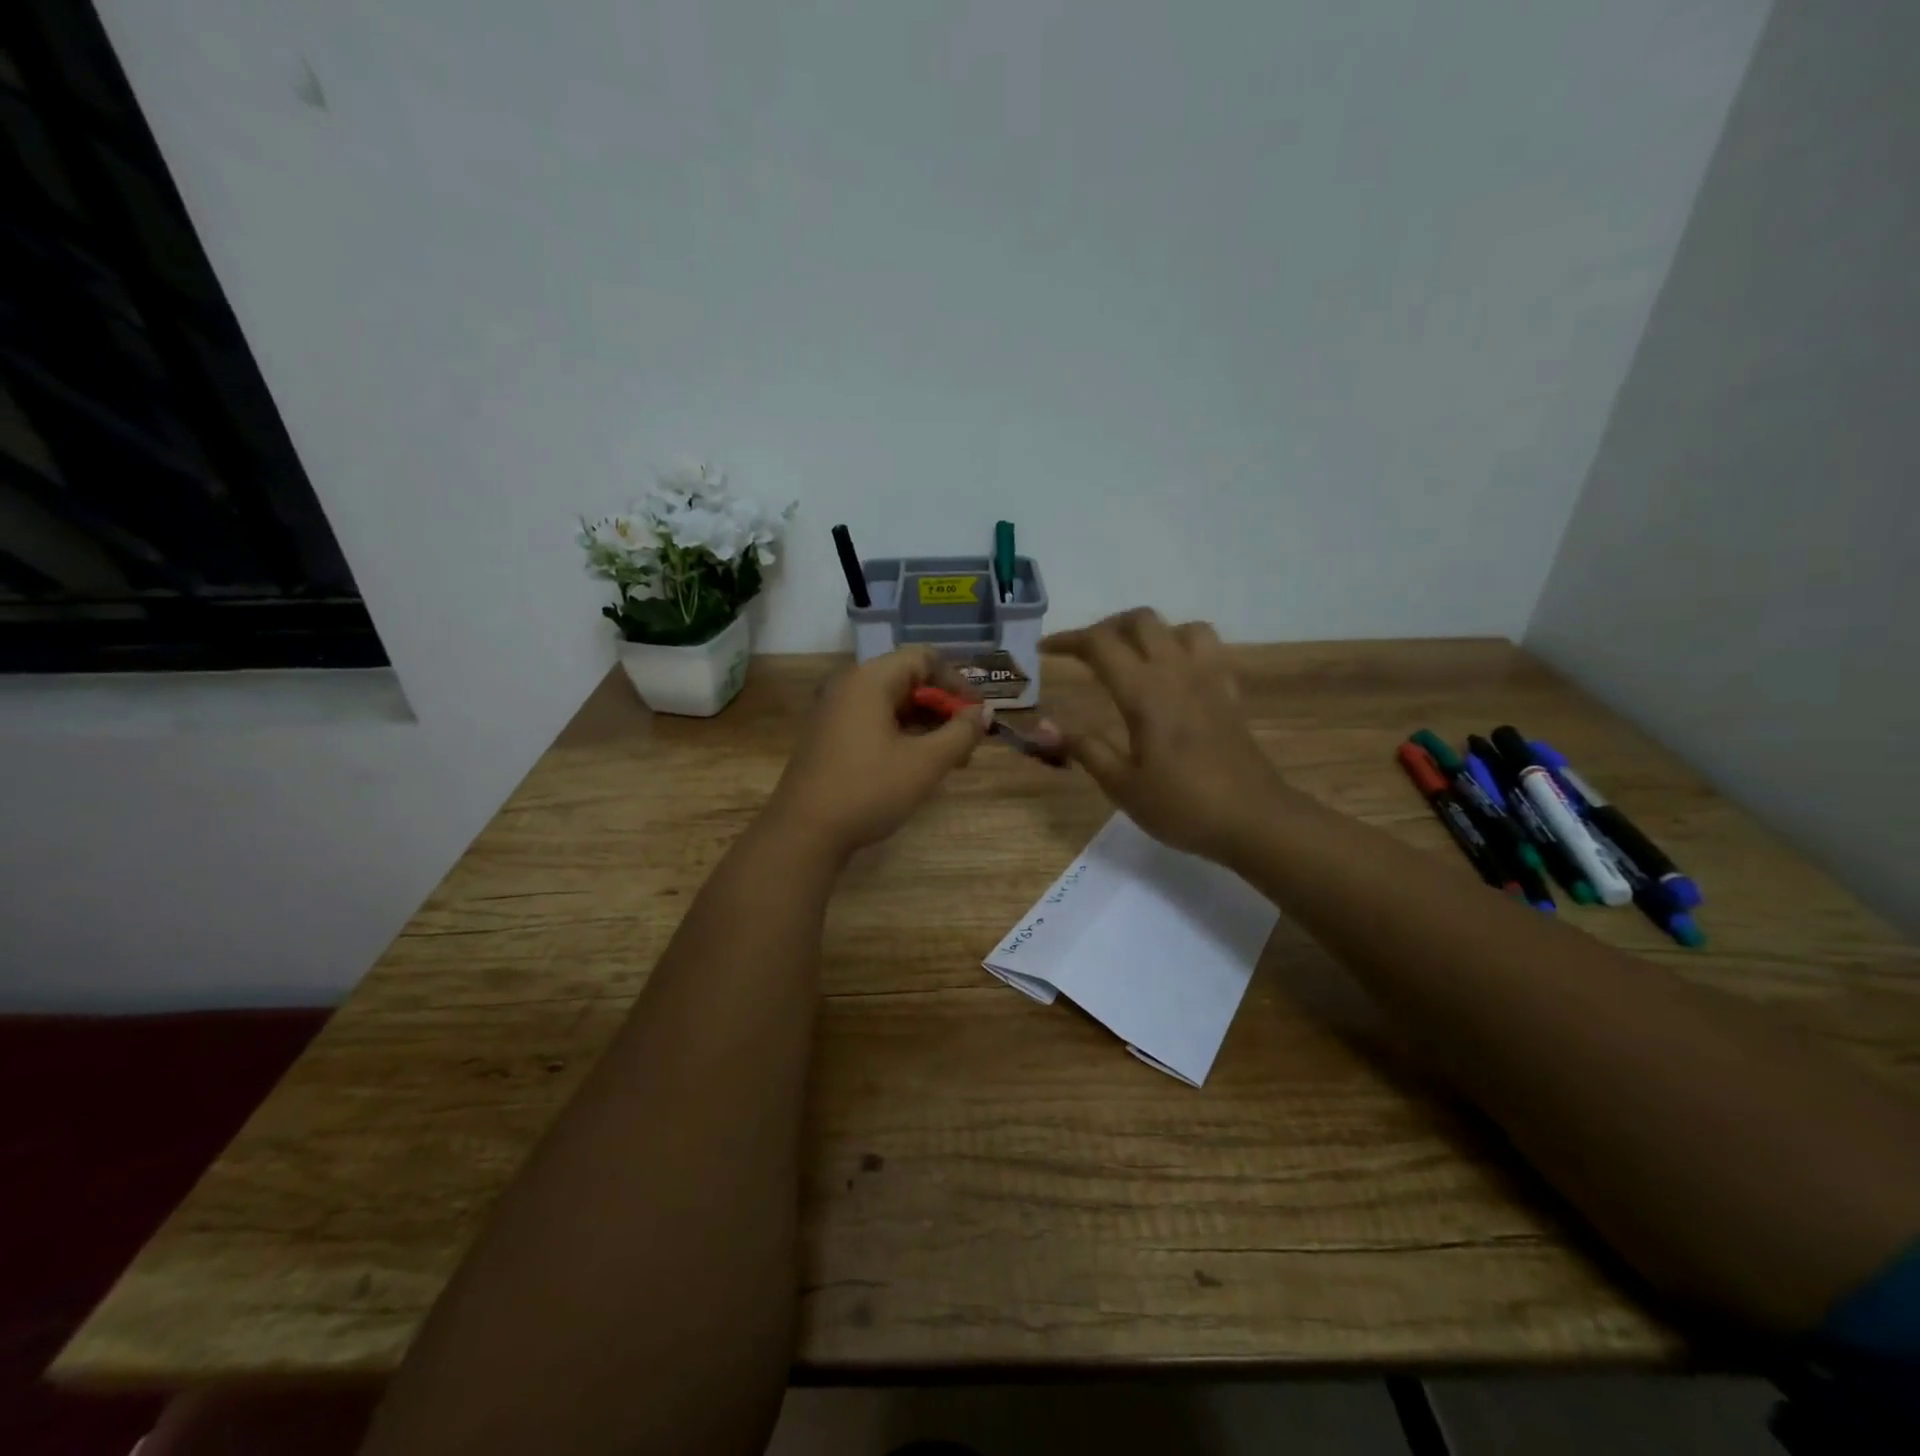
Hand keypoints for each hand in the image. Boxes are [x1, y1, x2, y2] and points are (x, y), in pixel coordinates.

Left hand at [765, 646, 989, 859]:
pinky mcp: (829, 736)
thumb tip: (983, 713)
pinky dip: (902, 735)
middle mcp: (849, 686)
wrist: (804, 833)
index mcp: (870, 680)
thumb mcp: (926, 763)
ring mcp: (834, 711)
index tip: (977, 714)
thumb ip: (961, 733)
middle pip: (907, 680)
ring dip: (926, 725)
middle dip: (943, 707)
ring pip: (892, 704)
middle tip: (968, 742)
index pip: (923, 658)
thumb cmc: (868, 790)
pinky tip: (918, 765)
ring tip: (951, 760)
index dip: (957, 681)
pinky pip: (874, 722)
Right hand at [1040, 609, 1285, 862]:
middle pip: (1140, 621)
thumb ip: (1084, 748)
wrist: (1254, 819)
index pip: (1100, 644)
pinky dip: (1182, 645)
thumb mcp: (1122, 785)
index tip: (1045, 649)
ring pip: (1178, 626)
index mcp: (1144, 693)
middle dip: (1106, 628)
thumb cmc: (1182, 806)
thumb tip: (1043, 726)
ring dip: (1149, 632)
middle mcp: (1176, 672)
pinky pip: (1207, 647)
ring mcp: (1208, 678)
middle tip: (1085, 654)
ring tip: (1131, 658)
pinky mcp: (1229, 691)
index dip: (1068, 640)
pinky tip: (1173, 673)